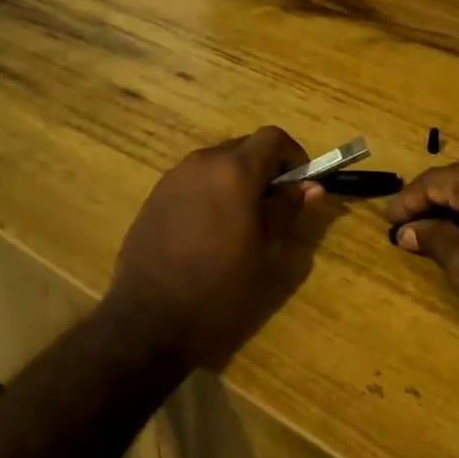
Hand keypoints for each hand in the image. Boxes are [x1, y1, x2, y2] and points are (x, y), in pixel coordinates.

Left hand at [107, 127, 334, 368]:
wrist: (149, 319)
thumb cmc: (219, 288)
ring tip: (242, 222)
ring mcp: (174, 177)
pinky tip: (209, 231)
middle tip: (274, 206)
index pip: (273, 138)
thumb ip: (286, 210)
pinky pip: (193, 181)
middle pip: (244, 147)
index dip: (293, 155)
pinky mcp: (154, 196)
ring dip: (236, 180)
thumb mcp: (264, 251)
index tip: (300, 185)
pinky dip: (211, 192)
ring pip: (217, 163)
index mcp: (234, 171)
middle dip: (265, 168)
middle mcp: (202, 162)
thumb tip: (310, 186)